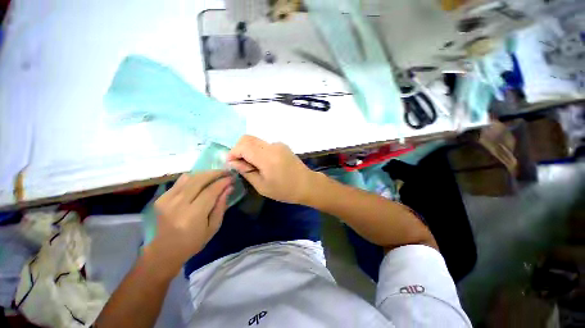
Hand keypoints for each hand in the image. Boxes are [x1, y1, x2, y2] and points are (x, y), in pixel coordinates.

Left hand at [150, 171, 232, 272]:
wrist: (165, 250)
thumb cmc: (194, 242)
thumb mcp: (213, 227)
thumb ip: (221, 206)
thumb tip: (229, 188)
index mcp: (193, 215)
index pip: (210, 191)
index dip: (222, 182)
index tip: (232, 178)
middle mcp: (178, 204)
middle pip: (199, 180)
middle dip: (215, 173)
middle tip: (226, 172)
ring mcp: (167, 199)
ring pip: (190, 177)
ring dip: (205, 173)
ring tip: (216, 175)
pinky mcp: (161, 197)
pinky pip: (181, 181)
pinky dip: (194, 177)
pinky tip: (202, 180)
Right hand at [227, 135, 314, 203]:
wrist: (307, 184)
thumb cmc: (285, 190)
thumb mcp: (262, 186)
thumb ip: (246, 172)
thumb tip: (234, 162)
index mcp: (267, 157)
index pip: (243, 146)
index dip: (233, 153)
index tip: (231, 163)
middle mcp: (272, 146)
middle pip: (248, 138)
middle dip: (239, 149)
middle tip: (239, 164)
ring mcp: (278, 144)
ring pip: (255, 141)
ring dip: (248, 150)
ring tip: (252, 166)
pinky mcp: (282, 146)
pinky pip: (264, 144)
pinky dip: (257, 151)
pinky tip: (262, 163)